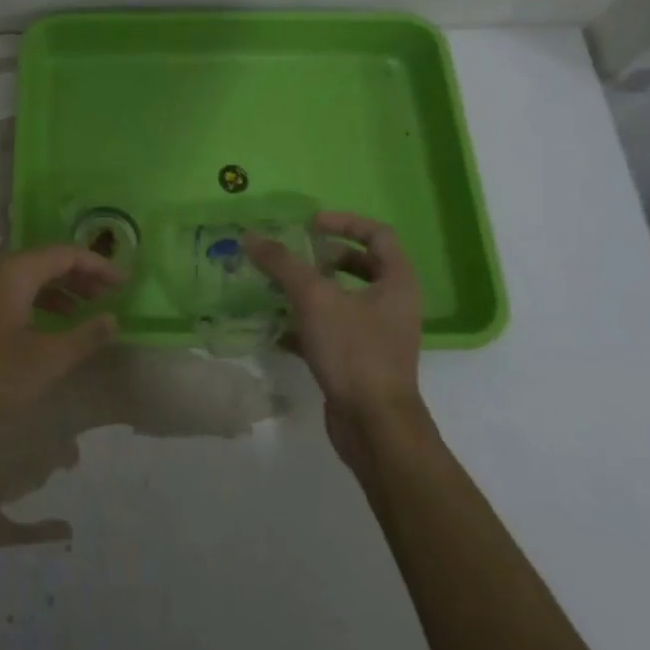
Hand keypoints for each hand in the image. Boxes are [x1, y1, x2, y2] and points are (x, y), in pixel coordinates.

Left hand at [0, 245, 122, 446]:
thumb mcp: (47, 360)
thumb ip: (85, 337)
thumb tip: (113, 319)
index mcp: (15, 272)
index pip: (65, 253)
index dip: (99, 265)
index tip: (125, 282)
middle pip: (47, 261)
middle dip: (81, 275)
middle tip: (110, 294)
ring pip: (30, 277)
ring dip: (61, 289)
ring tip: (87, 310)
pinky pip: (14, 292)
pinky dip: (40, 301)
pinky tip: (52, 324)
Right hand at [247, 212, 425, 465]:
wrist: (374, 426)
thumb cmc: (354, 351)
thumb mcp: (314, 298)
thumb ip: (282, 264)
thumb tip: (251, 235)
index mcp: (397, 282)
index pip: (378, 234)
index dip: (344, 222)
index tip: (310, 224)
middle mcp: (393, 305)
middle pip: (361, 266)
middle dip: (325, 257)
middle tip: (295, 256)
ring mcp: (378, 335)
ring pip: (344, 300)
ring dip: (312, 290)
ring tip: (278, 287)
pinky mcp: (360, 361)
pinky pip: (332, 331)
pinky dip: (306, 324)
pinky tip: (277, 329)